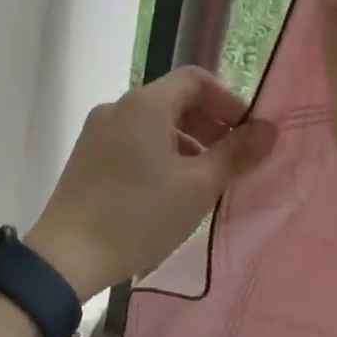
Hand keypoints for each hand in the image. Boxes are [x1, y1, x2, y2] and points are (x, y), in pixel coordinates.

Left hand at [27, 68, 277, 301]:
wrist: (67, 257)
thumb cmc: (139, 215)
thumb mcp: (198, 186)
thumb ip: (237, 153)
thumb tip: (269, 128)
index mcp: (145, 104)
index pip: (196, 79)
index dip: (228, 101)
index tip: (247, 135)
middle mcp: (117, 108)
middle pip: (174, 100)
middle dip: (209, 125)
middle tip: (232, 161)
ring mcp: (97, 132)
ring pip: (153, 125)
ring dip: (186, 143)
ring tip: (204, 182)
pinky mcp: (86, 158)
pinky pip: (133, 143)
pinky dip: (160, 155)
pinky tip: (169, 192)